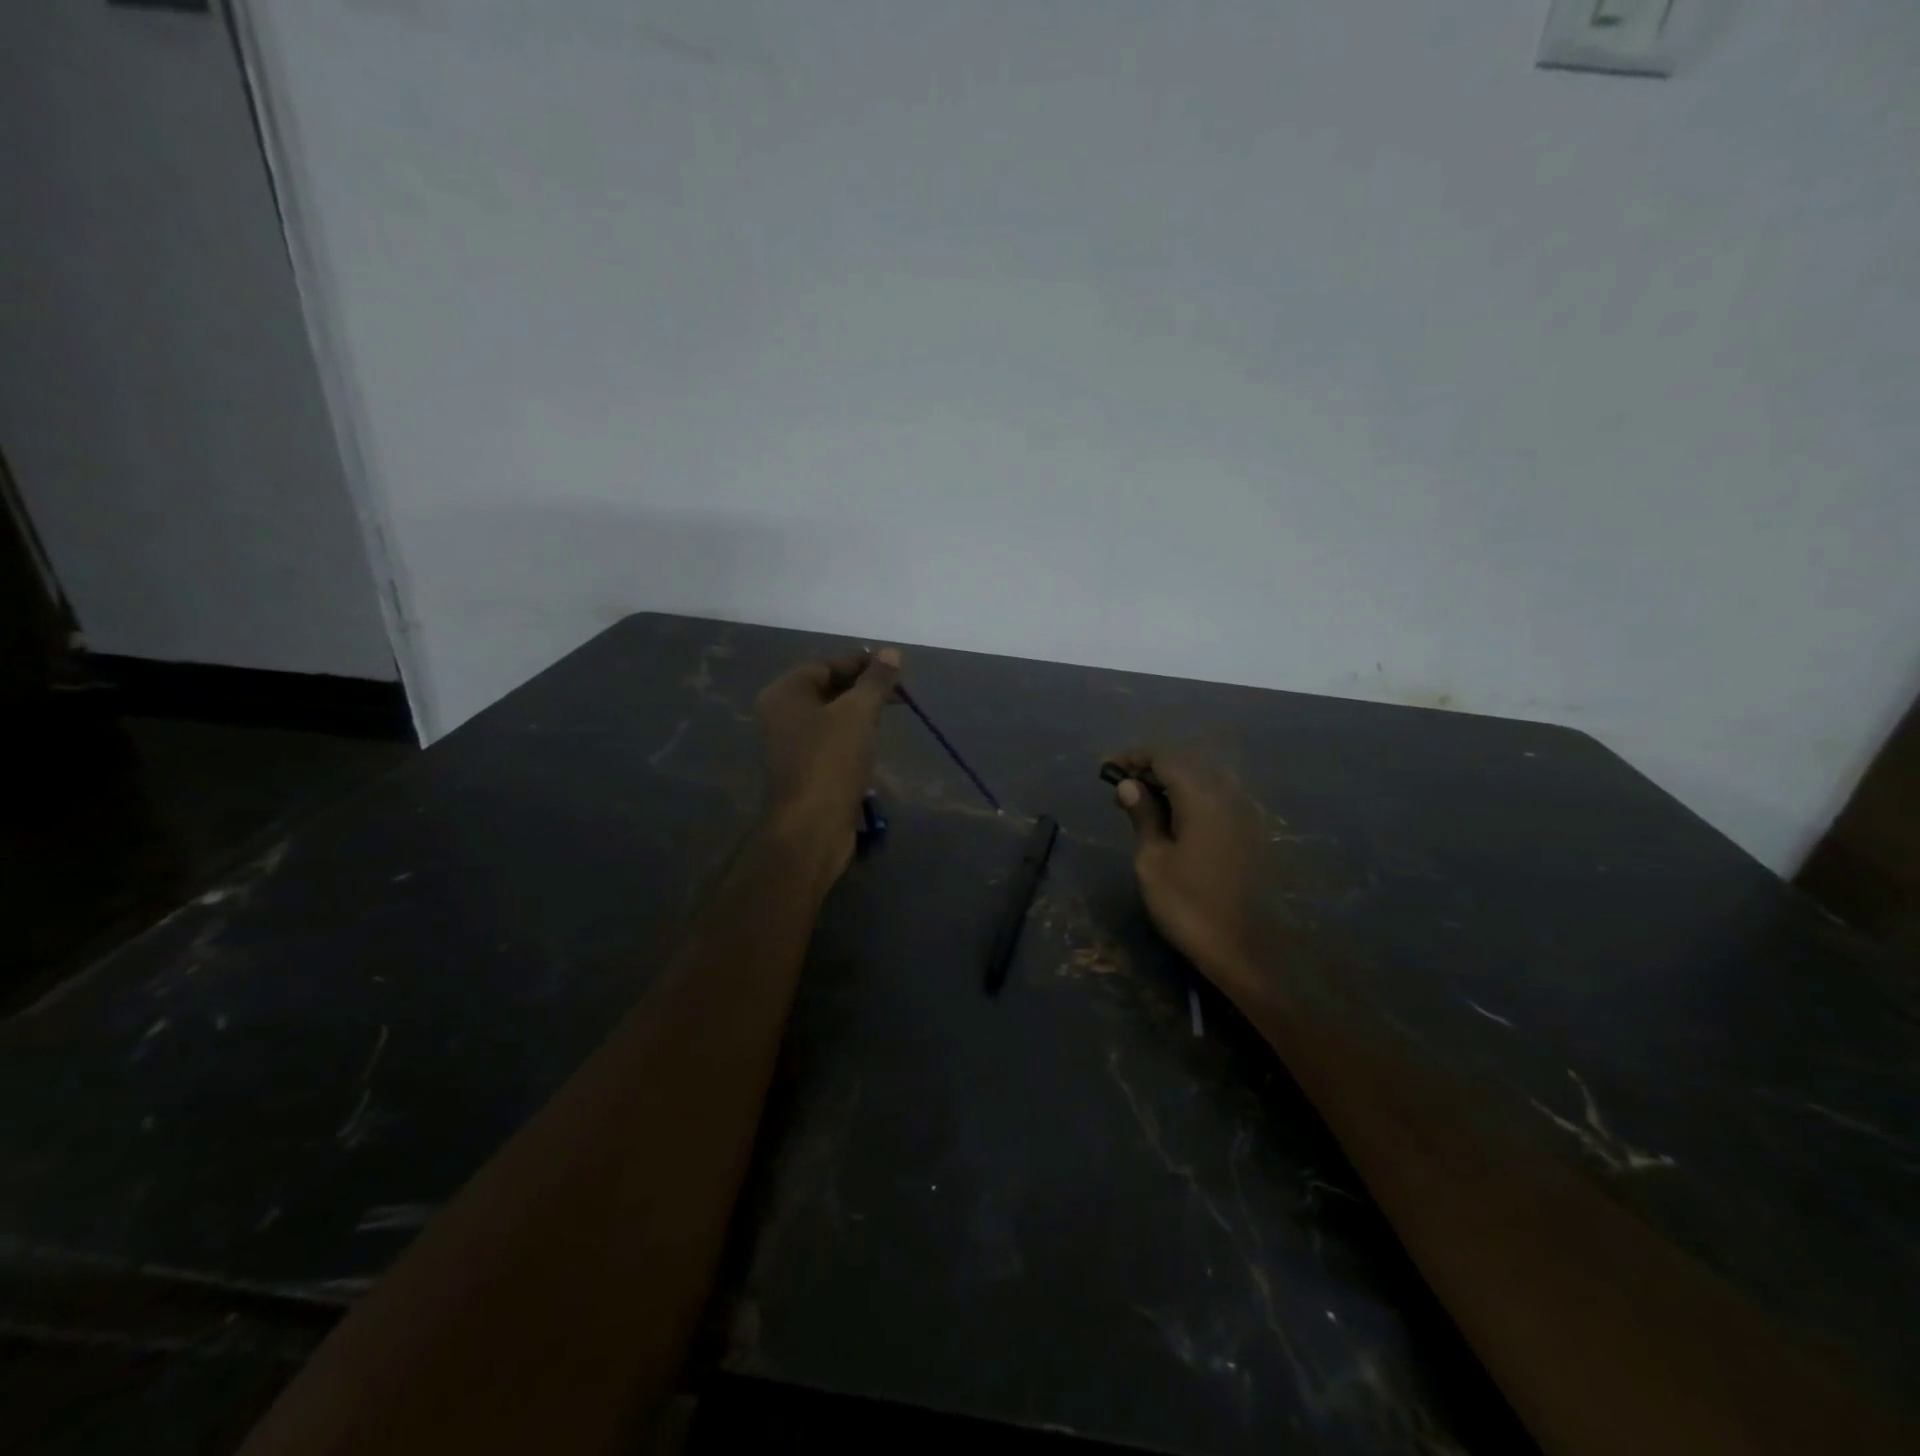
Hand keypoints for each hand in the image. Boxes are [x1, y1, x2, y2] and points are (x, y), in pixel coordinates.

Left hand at [755, 647, 901, 874]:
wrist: (811, 828)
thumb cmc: (831, 761)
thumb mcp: (858, 713)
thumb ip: (876, 681)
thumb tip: (891, 652)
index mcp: (785, 694)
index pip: (826, 664)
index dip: (861, 662)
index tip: (894, 666)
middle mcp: (781, 715)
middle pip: (827, 689)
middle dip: (864, 688)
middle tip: (900, 692)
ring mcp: (791, 746)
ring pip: (831, 717)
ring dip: (860, 713)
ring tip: (892, 713)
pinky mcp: (805, 771)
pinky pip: (831, 743)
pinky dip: (853, 737)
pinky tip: (875, 742)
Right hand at [1108, 748, 1266, 989]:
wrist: (1250, 950)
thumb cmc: (1190, 906)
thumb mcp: (1152, 861)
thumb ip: (1143, 816)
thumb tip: (1129, 786)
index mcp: (1203, 796)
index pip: (1164, 757)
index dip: (1133, 757)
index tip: (1106, 769)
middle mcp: (1229, 794)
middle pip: (1187, 762)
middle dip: (1152, 767)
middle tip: (1122, 787)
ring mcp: (1246, 812)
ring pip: (1205, 778)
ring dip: (1172, 782)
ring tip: (1143, 801)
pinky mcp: (1252, 831)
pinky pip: (1217, 797)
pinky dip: (1191, 797)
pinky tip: (1174, 817)